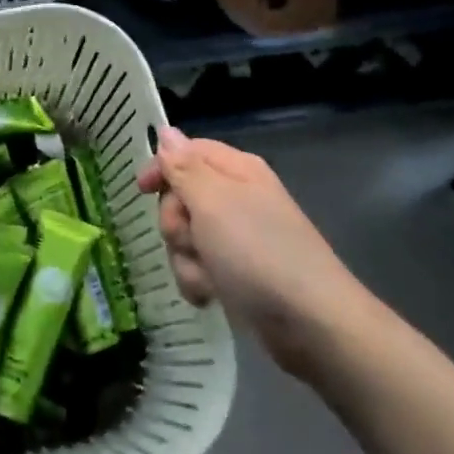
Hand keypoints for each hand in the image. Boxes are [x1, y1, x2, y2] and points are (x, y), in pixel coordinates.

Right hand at [138, 128, 363, 378]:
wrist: (311, 323)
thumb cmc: (258, 252)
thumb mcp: (212, 202)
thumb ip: (184, 167)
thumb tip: (167, 130)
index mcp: (236, 170)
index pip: (186, 151)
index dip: (162, 168)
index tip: (142, 191)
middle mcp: (238, 198)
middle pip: (181, 197)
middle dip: (176, 222)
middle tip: (190, 239)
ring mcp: (239, 237)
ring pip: (187, 236)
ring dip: (186, 258)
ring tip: (206, 276)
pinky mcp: (239, 273)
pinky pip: (200, 267)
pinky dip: (199, 281)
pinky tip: (211, 296)